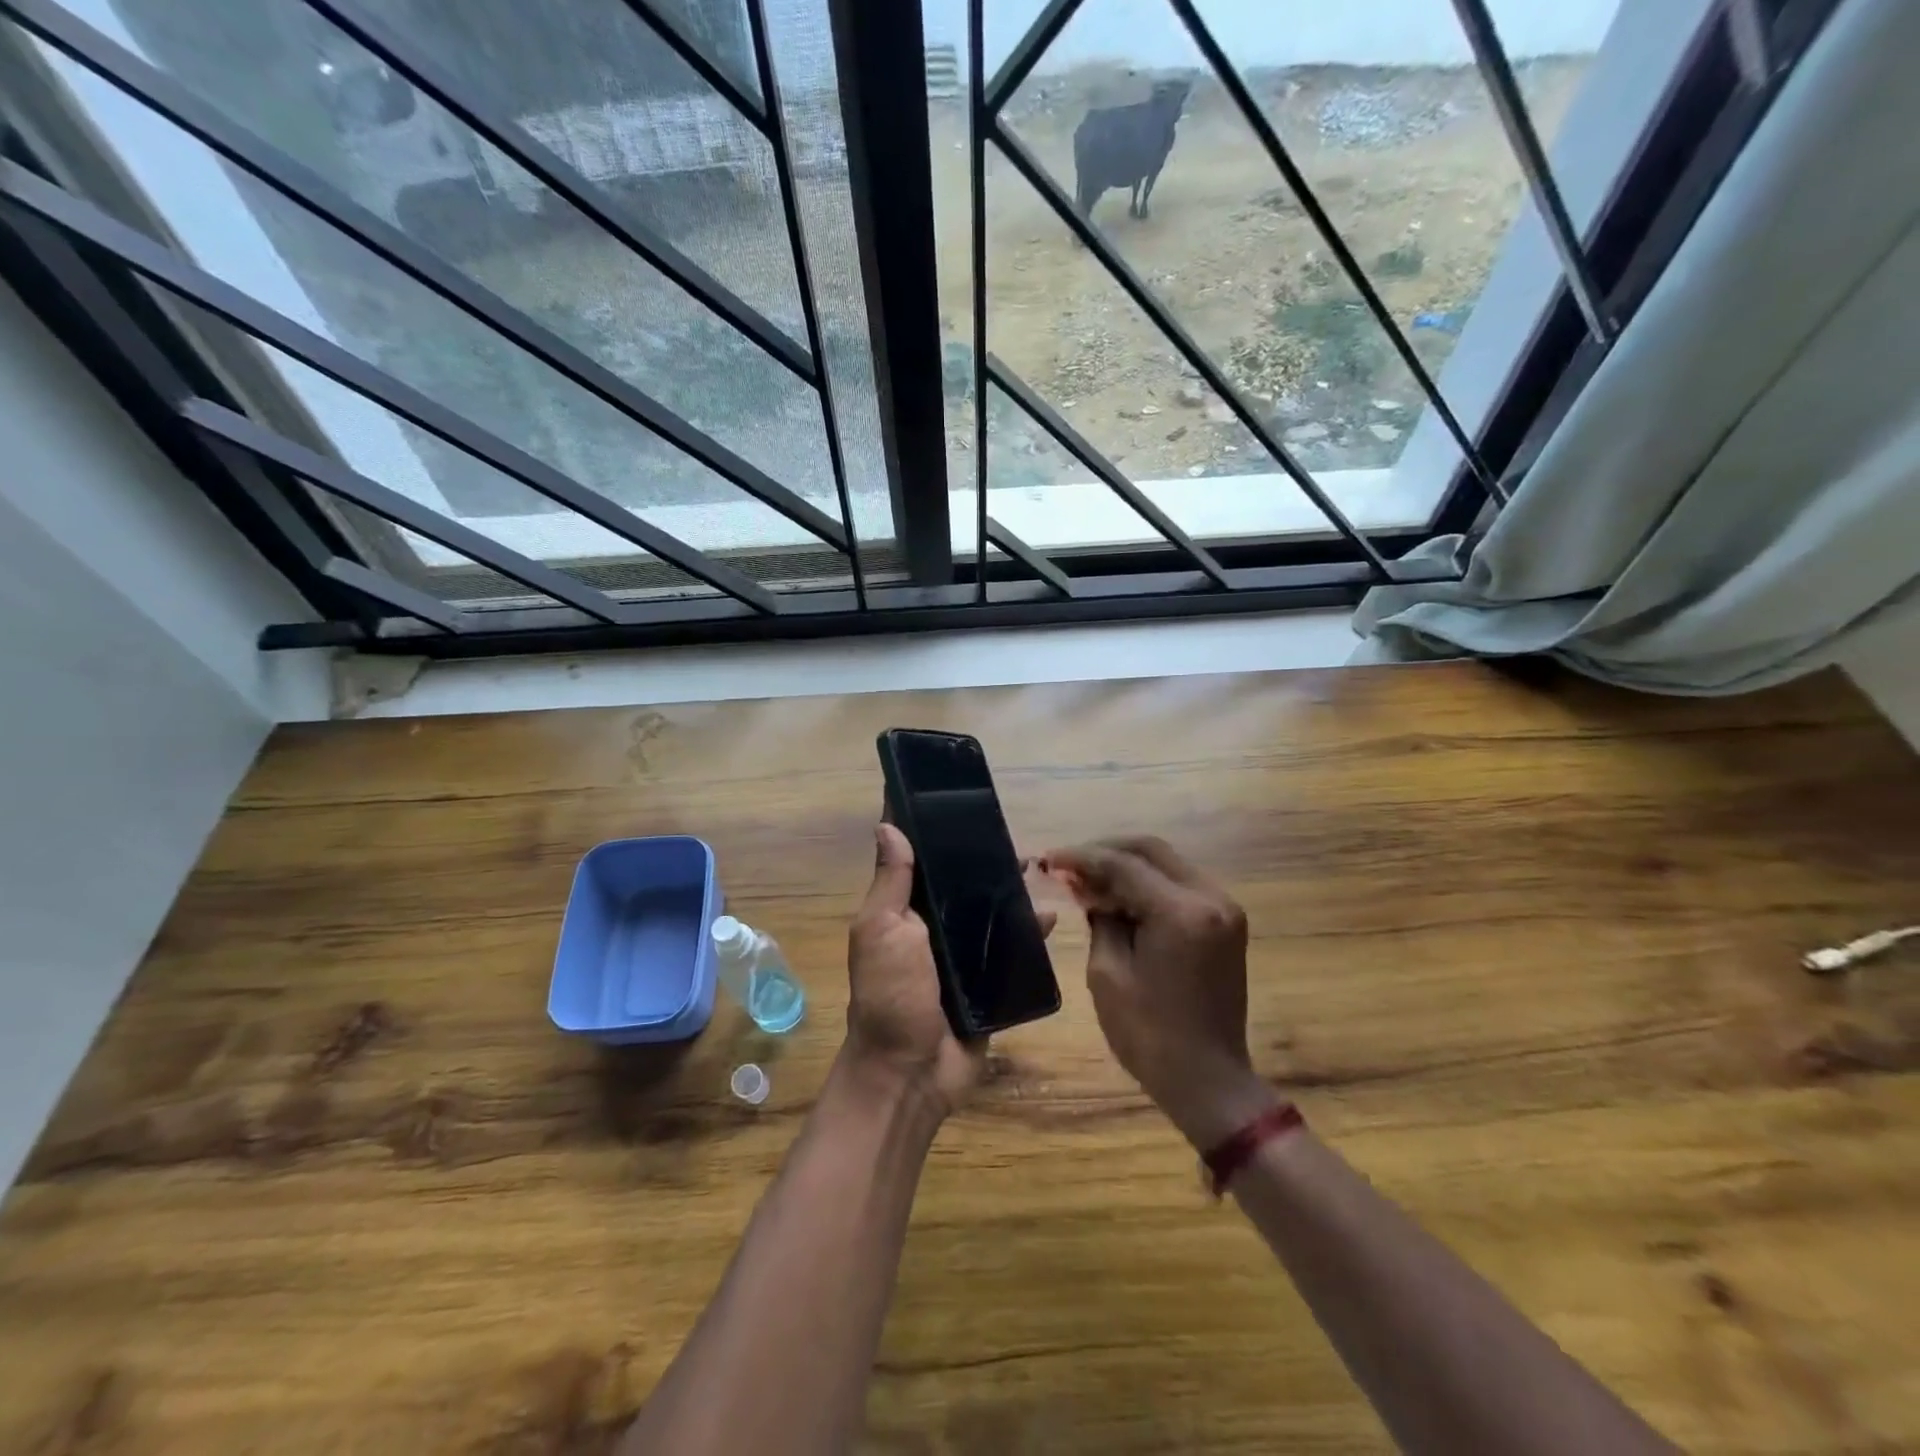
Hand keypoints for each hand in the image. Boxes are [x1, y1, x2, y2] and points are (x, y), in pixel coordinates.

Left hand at [845, 823, 1055, 1117]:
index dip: (927, 826)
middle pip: (959, 881)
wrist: (912, 1071)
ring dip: (1009, 889)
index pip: (915, 857)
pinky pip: (1013, 949)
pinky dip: (1030, 933)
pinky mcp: (990, 980)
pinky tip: (1048, 915)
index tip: (949, 789)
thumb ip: (891, 882)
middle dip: (980, 856)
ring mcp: (963, 953)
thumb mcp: (882, 931)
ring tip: (1034, 863)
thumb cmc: (890, 994)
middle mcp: (933, 925)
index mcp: (903, 908)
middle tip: (1007, 830)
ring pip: (990, 910)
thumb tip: (887, 824)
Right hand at [1044, 837, 1275, 1149]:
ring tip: (1088, 880)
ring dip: (1127, 866)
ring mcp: (1225, 908)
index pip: (1124, 864)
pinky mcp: (1226, 923)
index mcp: (1181, 912)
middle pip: (1151, 850)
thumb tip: (1089, 888)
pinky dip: (1148, 884)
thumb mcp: (1107, 973)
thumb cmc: (1149, 1034)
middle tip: (1069, 864)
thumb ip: (1099, 918)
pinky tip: (1119, 897)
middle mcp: (1211, 898)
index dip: (1082, 858)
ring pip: (1167, 863)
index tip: (1050, 858)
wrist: (1208, 1080)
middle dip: (1106, 851)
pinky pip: (1180, 885)